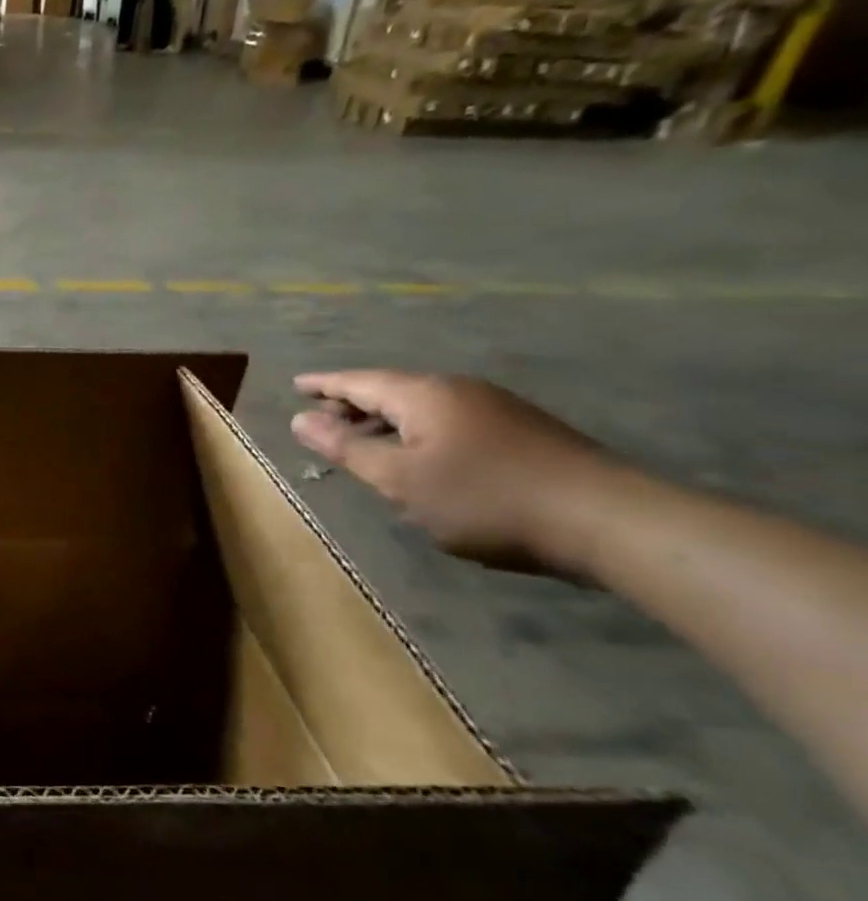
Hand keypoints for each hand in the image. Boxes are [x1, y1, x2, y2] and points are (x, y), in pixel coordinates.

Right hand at [290, 371, 623, 575]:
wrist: (605, 519)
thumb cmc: (484, 498)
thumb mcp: (400, 479)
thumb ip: (347, 448)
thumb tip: (301, 420)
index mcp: (424, 395)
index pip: (359, 381)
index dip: (324, 384)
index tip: (296, 384)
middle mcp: (458, 390)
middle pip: (391, 389)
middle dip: (353, 402)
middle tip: (321, 414)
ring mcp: (495, 408)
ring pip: (422, 407)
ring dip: (385, 420)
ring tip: (362, 439)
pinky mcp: (521, 431)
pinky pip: (448, 421)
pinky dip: (417, 431)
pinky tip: (419, 457)